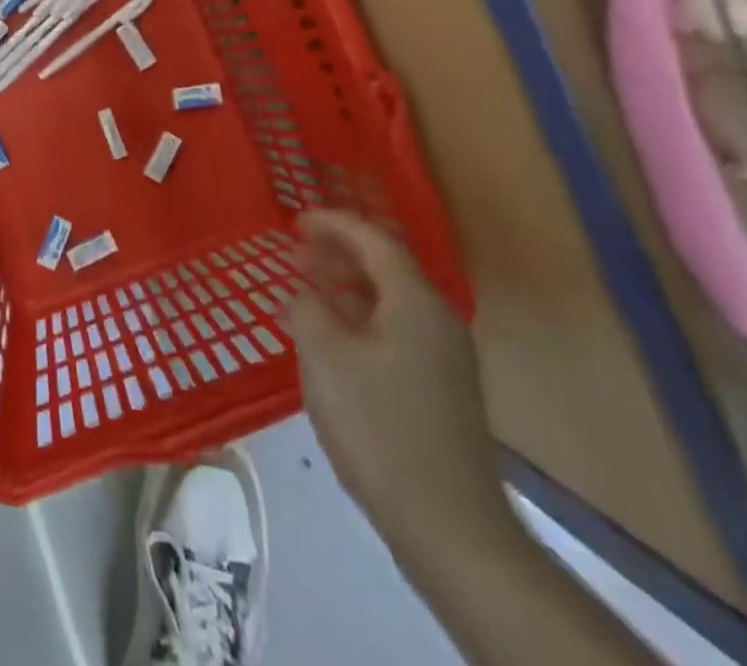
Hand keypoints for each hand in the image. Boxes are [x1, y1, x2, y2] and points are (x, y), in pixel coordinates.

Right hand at [283, 210, 508, 554]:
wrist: (450, 527)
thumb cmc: (380, 427)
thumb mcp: (325, 358)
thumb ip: (307, 310)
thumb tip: (305, 296)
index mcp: (415, 302)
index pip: (375, 241)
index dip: (334, 223)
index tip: (297, 218)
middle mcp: (438, 320)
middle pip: (388, 267)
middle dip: (341, 252)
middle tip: (298, 248)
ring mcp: (445, 359)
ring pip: (392, 301)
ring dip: (350, 286)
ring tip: (310, 286)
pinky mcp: (442, 391)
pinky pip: (397, 330)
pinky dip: (362, 318)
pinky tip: (336, 339)